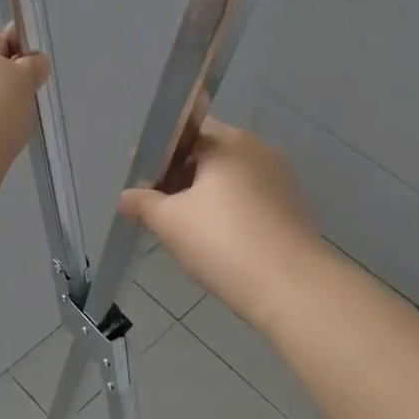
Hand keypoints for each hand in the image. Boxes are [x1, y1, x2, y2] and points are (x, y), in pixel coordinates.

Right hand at [118, 118, 321, 329]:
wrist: (290, 286)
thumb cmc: (222, 242)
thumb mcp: (169, 222)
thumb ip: (143, 203)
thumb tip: (125, 196)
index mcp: (228, 142)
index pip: (186, 132)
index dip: (159, 154)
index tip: (141, 180)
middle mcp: (259, 150)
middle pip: (210, 153)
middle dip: (181, 175)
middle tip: (158, 207)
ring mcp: (282, 178)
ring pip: (232, 178)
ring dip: (206, 195)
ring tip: (185, 227)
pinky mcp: (293, 207)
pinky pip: (252, 199)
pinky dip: (231, 211)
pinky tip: (218, 240)